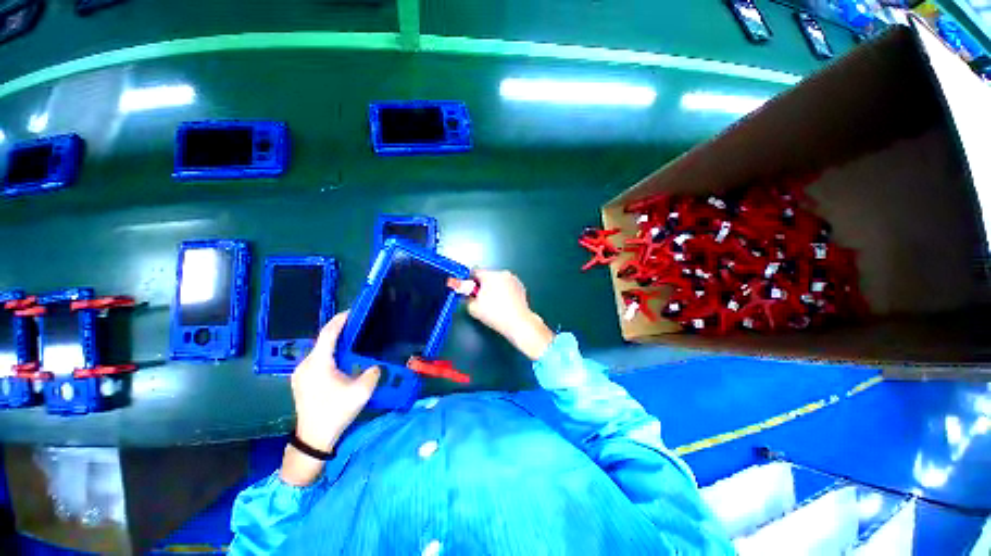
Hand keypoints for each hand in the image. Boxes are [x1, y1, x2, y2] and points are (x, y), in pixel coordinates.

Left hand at [281, 311, 379, 485]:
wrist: (312, 439)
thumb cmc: (336, 412)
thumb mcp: (361, 392)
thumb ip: (372, 374)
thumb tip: (374, 367)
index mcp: (319, 363)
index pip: (328, 333)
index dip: (340, 320)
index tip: (352, 311)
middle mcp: (306, 364)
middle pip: (323, 340)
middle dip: (339, 330)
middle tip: (357, 326)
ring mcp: (301, 373)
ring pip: (319, 351)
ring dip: (334, 343)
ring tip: (352, 341)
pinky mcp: (301, 381)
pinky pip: (317, 360)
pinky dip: (329, 354)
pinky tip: (341, 360)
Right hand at [465, 270, 554, 360]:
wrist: (518, 322)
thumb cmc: (495, 314)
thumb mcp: (473, 308)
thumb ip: (466, 298)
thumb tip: (467, 295)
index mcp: (490, 275)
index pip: (474, 272)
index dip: (469, 281)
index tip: (469, 290)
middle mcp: (502, 273)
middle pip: (487, 276)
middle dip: (483, 285)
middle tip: (481, 299)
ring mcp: (513, 279)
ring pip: (498, 281)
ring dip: (494, 288)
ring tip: (494, 303)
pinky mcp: (521, 286)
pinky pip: (508, 285)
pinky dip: (504, 291)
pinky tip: (504, 303)